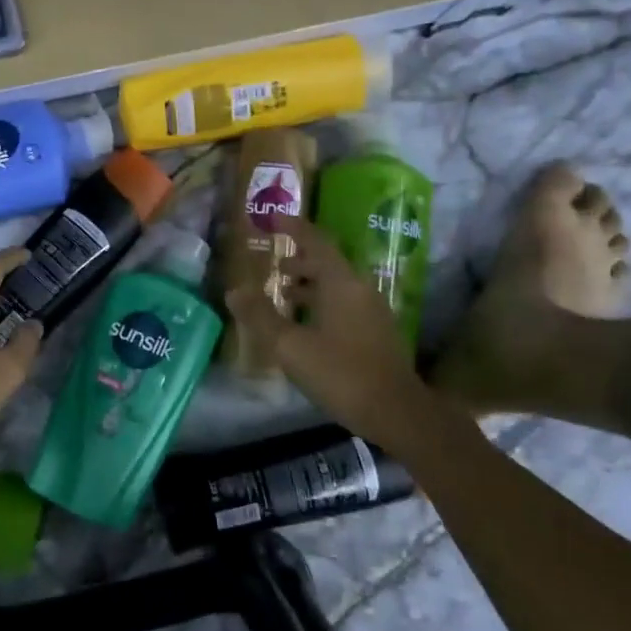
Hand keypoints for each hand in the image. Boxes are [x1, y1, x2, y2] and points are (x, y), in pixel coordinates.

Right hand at [226, 217, 427, 443]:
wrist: (396, 412)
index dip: (295, 228)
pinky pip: (344, 304)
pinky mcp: (376, 333)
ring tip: (284, 293)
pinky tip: (306, 325)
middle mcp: (360, 290)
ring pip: (336, 287)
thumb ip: (261, 316)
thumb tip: (234, 291)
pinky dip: (321, 303)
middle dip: (300, 261)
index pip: (316, 243)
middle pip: (328, 264)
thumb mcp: (290, 346)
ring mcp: (373, 312)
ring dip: (310, 285)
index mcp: (341, 284)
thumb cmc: (340, 372)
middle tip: (273, 264)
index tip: (275, 218)